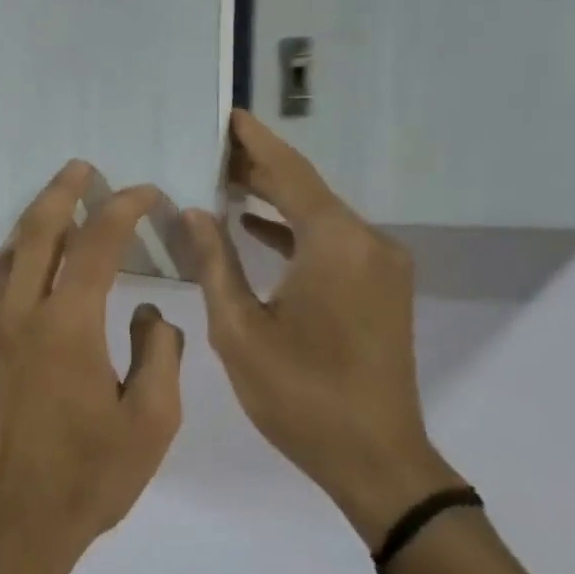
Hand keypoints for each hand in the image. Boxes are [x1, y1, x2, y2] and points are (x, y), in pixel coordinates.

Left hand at [0, 162, 184, 572]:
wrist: (13, 525)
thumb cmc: (90, 478)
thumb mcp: (152, 422)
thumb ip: (160, 356)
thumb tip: (151, 315)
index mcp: (66, 326)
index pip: (95, 245)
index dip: (122, 210)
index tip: (144, 193)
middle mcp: (18, 316)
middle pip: (36, 232)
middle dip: (61, 192)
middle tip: (81, 168)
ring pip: (7, 258)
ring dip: (34, 225)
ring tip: (57, 207)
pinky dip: (17, 265)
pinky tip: (35, 273)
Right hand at [183, 110, 456, 543]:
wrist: (376, 459)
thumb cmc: (300, 395)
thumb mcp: (239, 329)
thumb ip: (214, 262)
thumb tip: (194, 211)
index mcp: (334, 245)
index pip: (290, 174)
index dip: (255, 142)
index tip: (228, 113)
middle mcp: (366, 243)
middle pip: (306, 189)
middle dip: (259, 167)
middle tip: (211, 146)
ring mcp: (380, 266)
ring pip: (319, 215)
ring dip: (275, 198)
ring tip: (224, 179)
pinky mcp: (381, 288)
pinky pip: (332, 241)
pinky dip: (294, 229)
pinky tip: (256, 227)